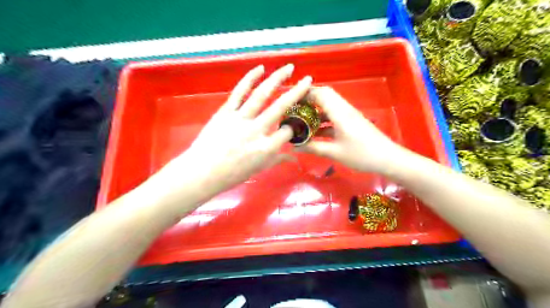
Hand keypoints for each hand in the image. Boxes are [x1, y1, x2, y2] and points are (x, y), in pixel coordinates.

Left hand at [157, 65, 310, 199]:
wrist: (202, 172)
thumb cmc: (231, 174)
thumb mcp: (258, 169)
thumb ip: (277, 159)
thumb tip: (294, 157)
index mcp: (266, 147)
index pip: (287, 132)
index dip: (292, 127)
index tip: (291, 126)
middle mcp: (257, 130)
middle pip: (281, 106)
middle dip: (297, 92)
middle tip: (307, 80)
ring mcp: (240, 118)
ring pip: (262, 94)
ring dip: (277, 78)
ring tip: (289, 68)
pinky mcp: (226, 111)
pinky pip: (240, 92)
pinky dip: (250, 78)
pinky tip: (260, 68)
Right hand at [299, 86, 405, 175]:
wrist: (387, 159)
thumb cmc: (361, 154)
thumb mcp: (335, 152)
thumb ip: (313, 148)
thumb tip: (295, 146)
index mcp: (340, 113)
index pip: (321, 94)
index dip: (305, 93)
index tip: (290, 99)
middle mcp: (344, 109)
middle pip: (325, 96)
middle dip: (309, 100)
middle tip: (294, 108)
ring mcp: (349, 116)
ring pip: (329, 106)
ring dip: (316, 110)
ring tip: (301, 119)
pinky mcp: (351, 123)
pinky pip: (334, 116)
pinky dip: (323, 120)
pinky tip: (314, 131)